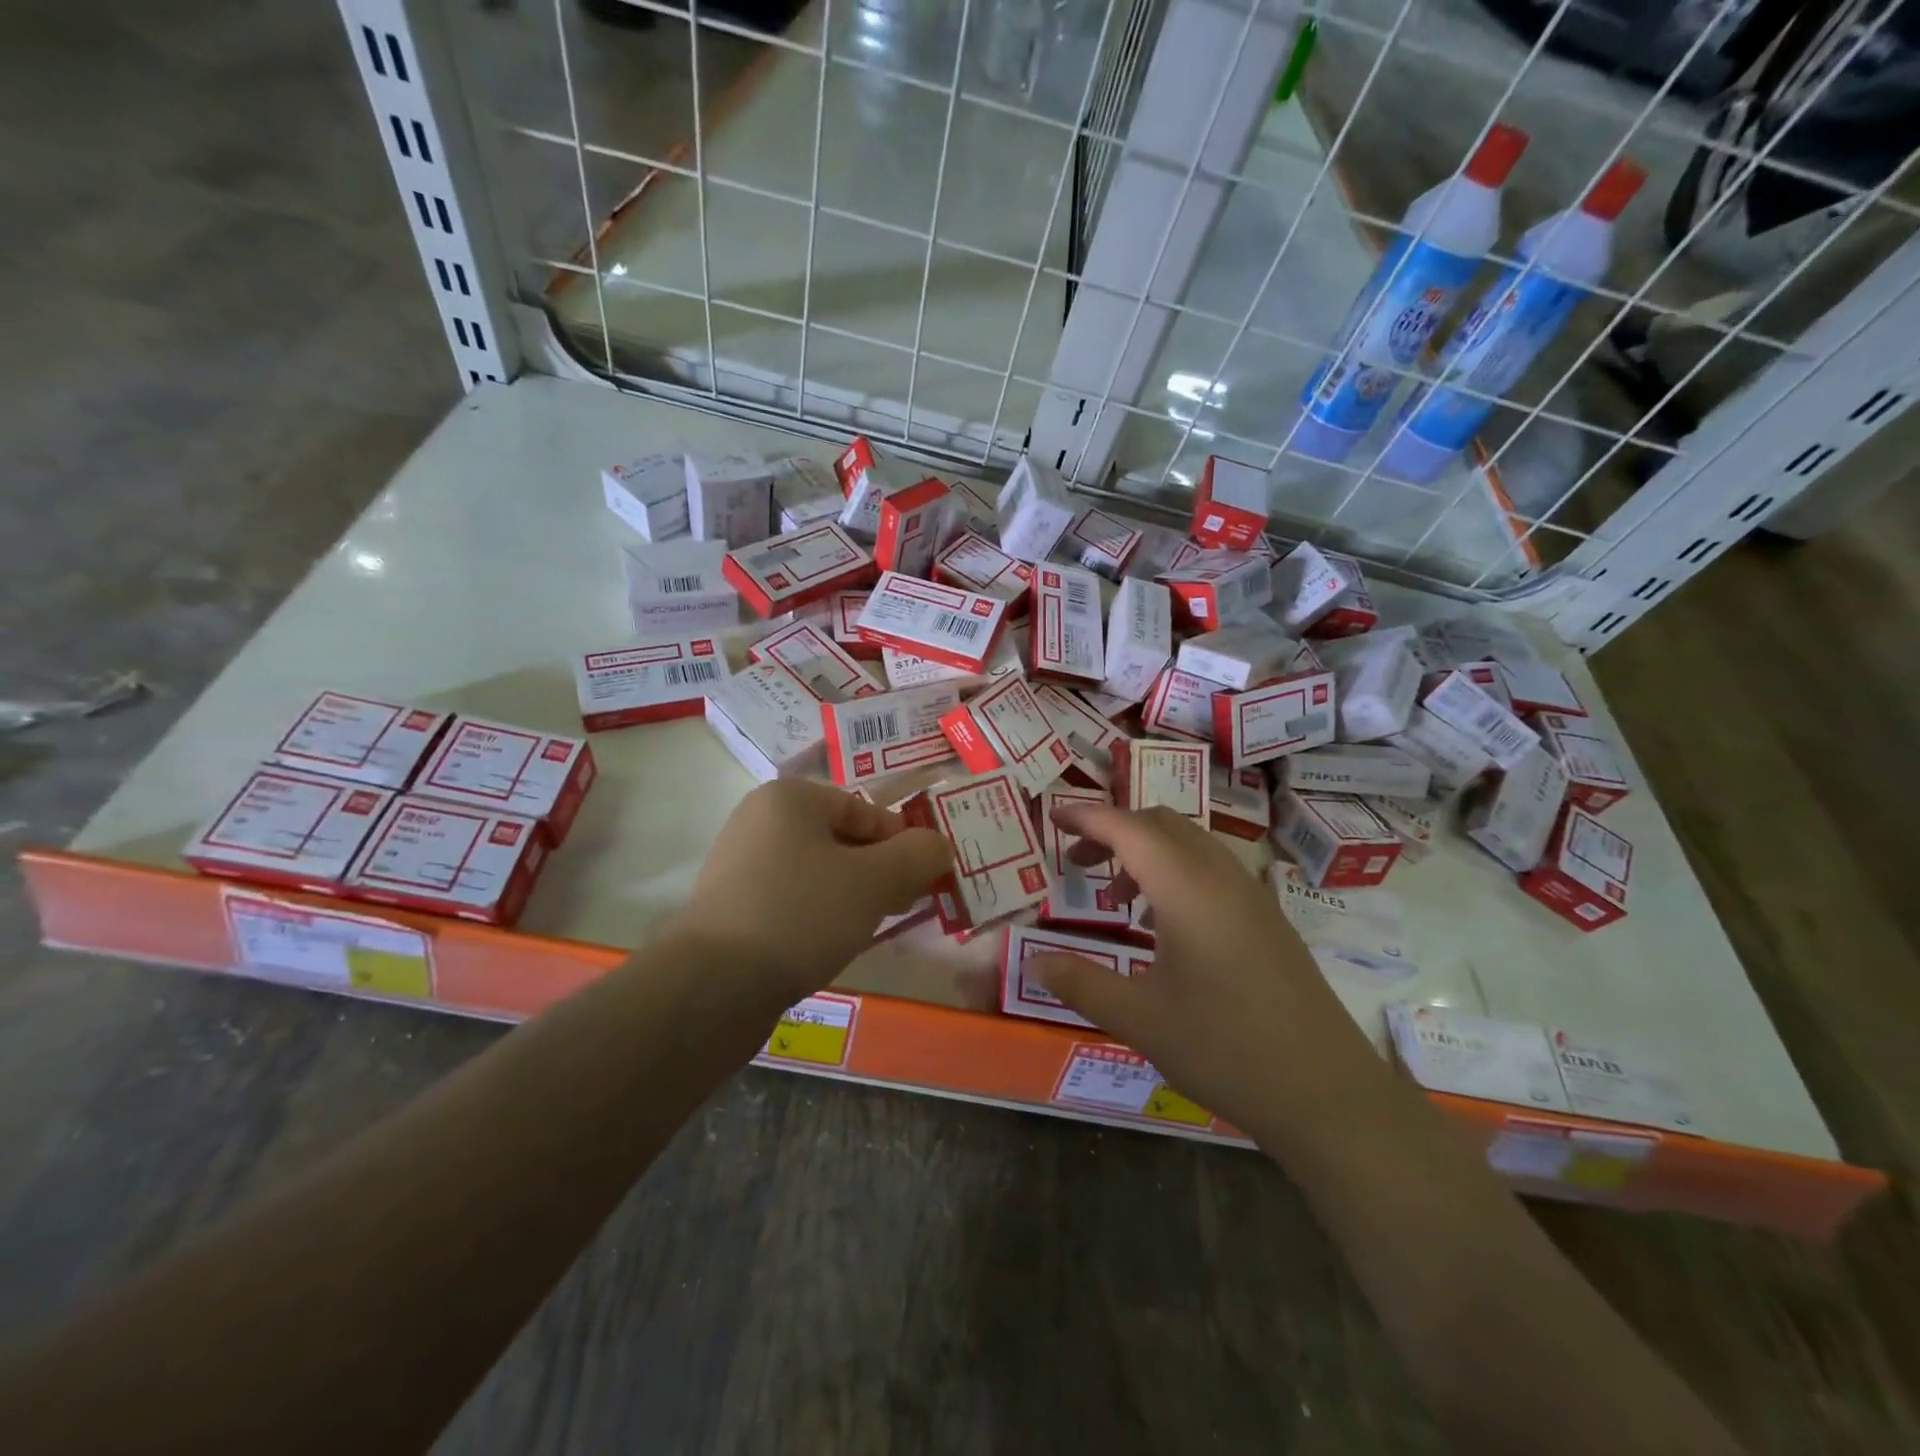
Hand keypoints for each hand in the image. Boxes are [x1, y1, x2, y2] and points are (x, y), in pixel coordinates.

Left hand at [673, 779, 951, 1005]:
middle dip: (879, 872)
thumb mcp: (875, 881)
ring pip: (818, 872)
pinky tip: (829, 945)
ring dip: (851, 896)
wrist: (713, 985)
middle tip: (902, 907)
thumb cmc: (802, 914)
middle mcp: (759, 820)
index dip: (902, 845)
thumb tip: (938, 846)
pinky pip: (792, 899)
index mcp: (789, 798)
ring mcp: (740, 864)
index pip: (865, 811)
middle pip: (842, 840)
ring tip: (867, 930)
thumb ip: (917, 856)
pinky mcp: (731, 906)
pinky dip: (818, 915)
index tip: (923, 882)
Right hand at [1026, 803, 1381, 1139]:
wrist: (1327, 1094)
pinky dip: (1175, 873)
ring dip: (1146, 852)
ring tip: (1116, 897)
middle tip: (1077, 863)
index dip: (1086, 817)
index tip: (1052, 818)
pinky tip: (1163, 926)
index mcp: (1186, 888)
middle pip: (1161, 824)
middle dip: (1114, 830)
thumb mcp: (1138, 1018)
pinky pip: (1212, 870)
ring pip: (1190, 844)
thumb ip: (1080, 982)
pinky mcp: (1268, 920)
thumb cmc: (1224, 1048)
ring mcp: (1251, 896)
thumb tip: (1033, 961)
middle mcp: (1220, 877)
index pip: (1128, 828)